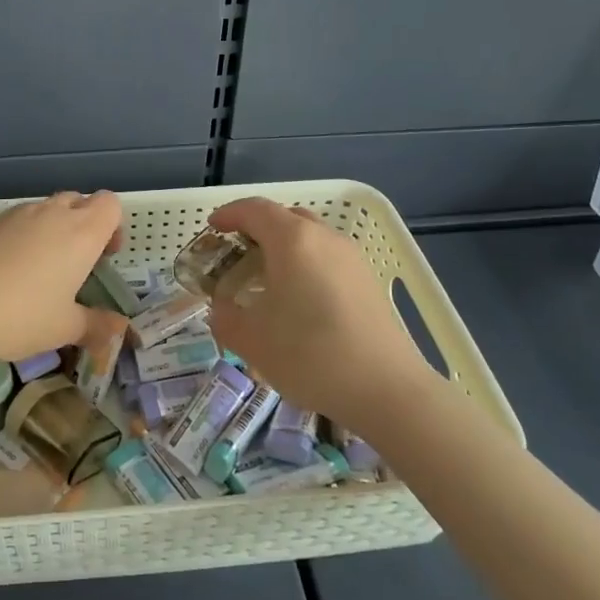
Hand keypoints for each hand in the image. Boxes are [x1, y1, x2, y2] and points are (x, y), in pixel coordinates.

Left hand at [0, 191, 125, 369]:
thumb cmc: (20, 316)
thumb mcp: (64, 328)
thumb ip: (96, 326)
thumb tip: (120, 329)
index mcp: (81, 232)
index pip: (109, 204)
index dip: (112, 225)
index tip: (104, 255)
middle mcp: (51, 213)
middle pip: (78, 201)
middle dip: (83, 224)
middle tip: (76, 263)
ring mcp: (15, 213)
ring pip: (44, 209)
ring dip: (50, 229)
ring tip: (38, 270)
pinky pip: (14, 221)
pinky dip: (19, 236)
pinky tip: (3, 271)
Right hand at [205, 198, 435, 427]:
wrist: (387, 390)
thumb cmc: (310, 354)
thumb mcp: (251, 340)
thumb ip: (225, 318)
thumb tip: (221, 310)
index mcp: (292, 240)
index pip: (254, 209)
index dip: (229, 214)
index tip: (212, 228)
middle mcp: (324, 238)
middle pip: (285, 217)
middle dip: (256, 228)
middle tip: (236, 252)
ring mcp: (351, 258)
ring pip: (309, 236)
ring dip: (283, 246)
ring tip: (265, 277)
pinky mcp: (367, 282)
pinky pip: (326, 257)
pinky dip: (305, 263)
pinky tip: (298, 299)